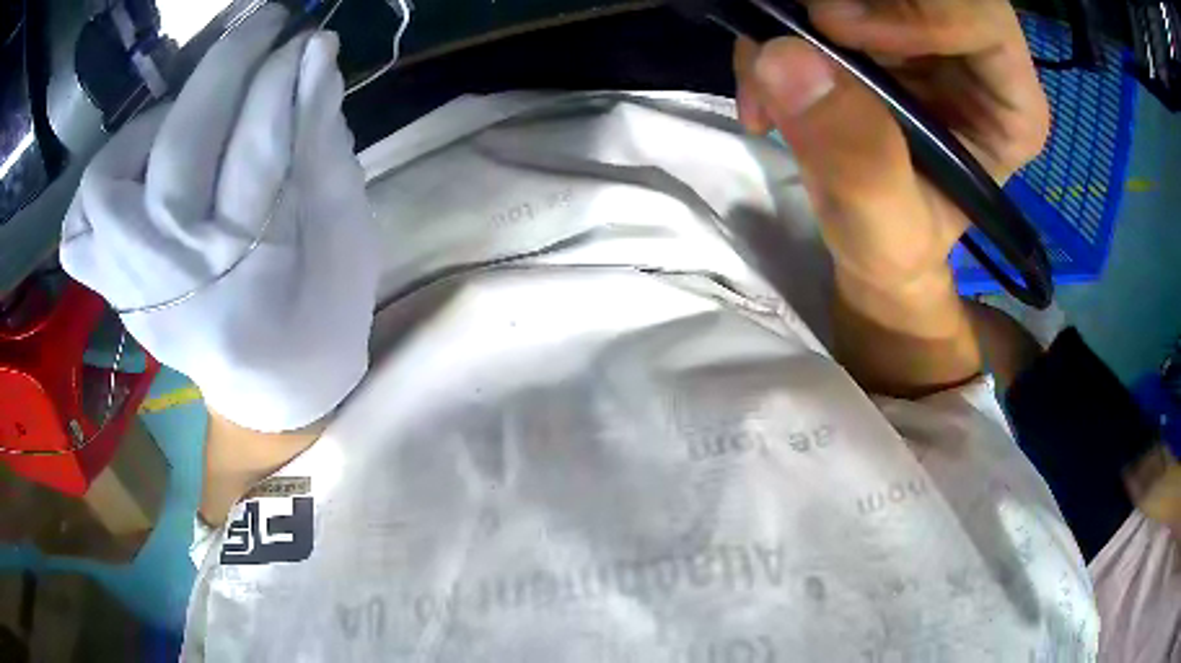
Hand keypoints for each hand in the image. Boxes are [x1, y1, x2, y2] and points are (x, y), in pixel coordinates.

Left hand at [60, 6, 379, 431]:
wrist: (272, 388)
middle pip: (177, 152)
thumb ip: (327, 148)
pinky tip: (134, 169)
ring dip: (149, 124)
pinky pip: (78, 236)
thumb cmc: (319, 317)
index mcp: (249, 277)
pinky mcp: (116, 294)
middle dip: (224, 69)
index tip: (309, 37)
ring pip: (107, 184)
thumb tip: (316, 61)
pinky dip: (97, 188)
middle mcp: (175, 283)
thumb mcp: (347, 237)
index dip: (282, 79)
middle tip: (265, 27)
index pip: (257, 148)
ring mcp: (134, 290)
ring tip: (187, 110)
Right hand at [733, 0, 1049, 289]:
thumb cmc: (894, 247)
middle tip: (785, 38)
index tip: (835, 27)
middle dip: (842, 4)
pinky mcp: (873, 25)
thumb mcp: (883, 229)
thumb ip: (858, 160)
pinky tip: (763, 84)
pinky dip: (776, 26)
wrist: (864, 242)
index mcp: (1006, 107)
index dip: (916, 9)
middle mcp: (971, 57)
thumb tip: (785, 60)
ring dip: (796, 16)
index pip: (979, 19)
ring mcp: (919, 33)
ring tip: (765, 86)